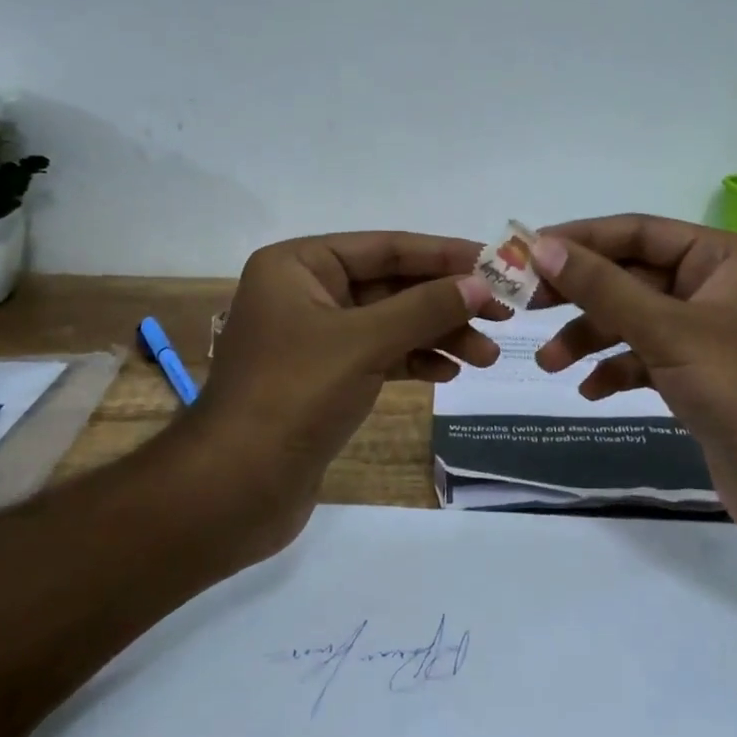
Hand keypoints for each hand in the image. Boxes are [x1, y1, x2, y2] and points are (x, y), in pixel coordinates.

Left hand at [200, 231, 501, 493]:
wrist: (233, 490)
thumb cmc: (293, 396)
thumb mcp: (364, 342)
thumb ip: (425, 307)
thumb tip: (480, 284)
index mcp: (298, 265)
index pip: (385, 247)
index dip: (443, 255)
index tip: (495, 263)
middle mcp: (304, 292)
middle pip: (391, 284)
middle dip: (446, 301)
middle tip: (503, 315)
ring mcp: (314, 337)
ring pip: (390, 322)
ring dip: (438, 335)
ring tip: (486, 356)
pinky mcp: (324, 378)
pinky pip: (379, 355)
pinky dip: (414, 360)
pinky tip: (448, 373)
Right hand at [529, 215, 736, 550]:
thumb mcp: (665, 330)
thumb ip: (602, 287)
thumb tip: (541, 247)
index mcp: (723, 258)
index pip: (638, 232)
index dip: (581, 240)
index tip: (527, 252)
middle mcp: (714, 286)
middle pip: (630, 276)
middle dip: (580, 294)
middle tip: (525, 303)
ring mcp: (705, 332)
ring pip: (632, 319)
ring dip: (589, 337)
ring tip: (549, 363)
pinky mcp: (697, 374)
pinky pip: (644, 356)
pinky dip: (615, 369)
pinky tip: (590, 391)